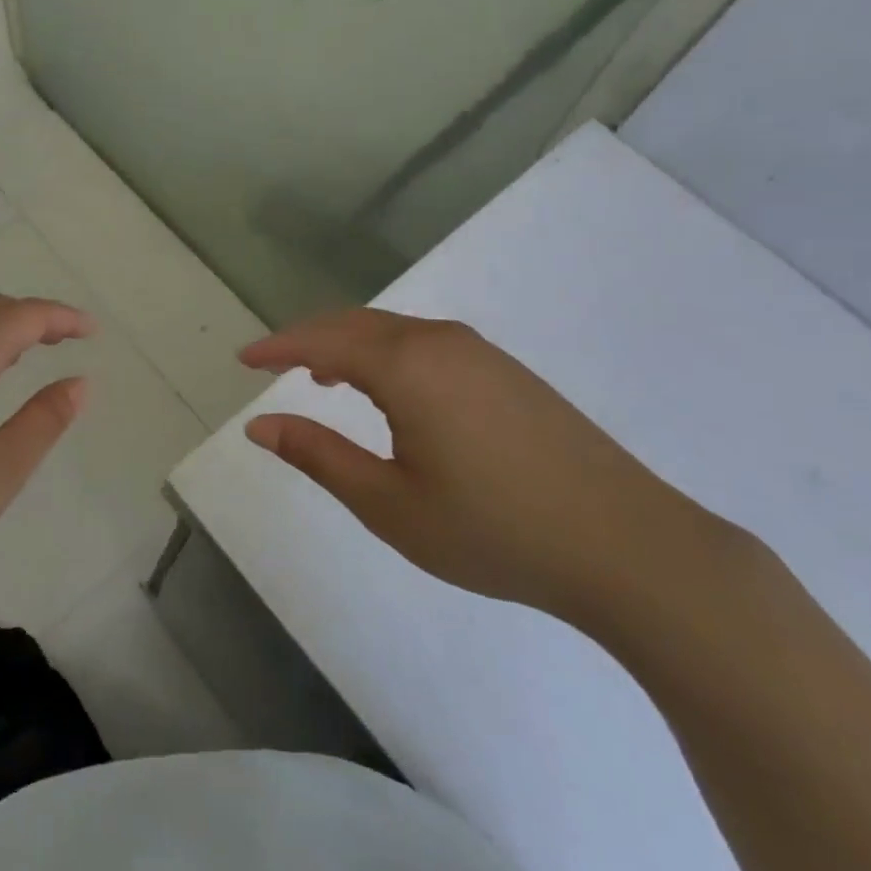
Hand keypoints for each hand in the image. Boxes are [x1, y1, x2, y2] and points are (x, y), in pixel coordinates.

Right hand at [239, 309, 733, 626]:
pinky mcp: (508, 372)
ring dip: (349, 345)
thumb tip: (258, 425)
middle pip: (356, 324)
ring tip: (321, 377)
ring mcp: (481, 353)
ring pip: (393, 331)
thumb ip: (318, 456)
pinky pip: (426, 344)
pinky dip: (388, 354)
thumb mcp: (389, 503)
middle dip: (309, 339)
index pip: (322, 342)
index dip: (277, 348)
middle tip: (273, 365)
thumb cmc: (494, 529)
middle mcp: (440, 342)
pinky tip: (389, 390)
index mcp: (407, 366)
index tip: (241, 360)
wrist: (629, 546)